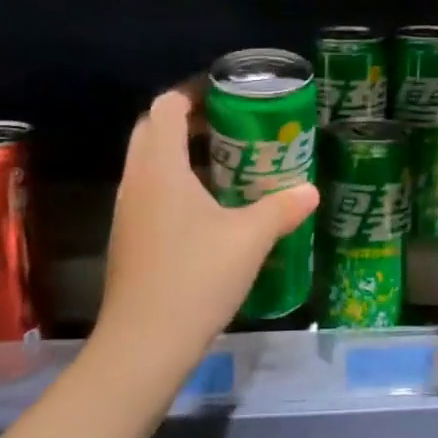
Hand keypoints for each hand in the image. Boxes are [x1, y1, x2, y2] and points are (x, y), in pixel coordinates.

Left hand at [95, 87, 319, 366]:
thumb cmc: (195, 278)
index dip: (194, 93)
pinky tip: (211, 210)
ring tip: (228, 163)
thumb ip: (281, 209)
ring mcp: (127, 212)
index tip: (228, 95)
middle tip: (232, 127)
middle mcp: (136, 181)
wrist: (144, 345)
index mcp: (159, 168)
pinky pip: (151, 193)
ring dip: (182, 154)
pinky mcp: (129, 239)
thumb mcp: (249, 240)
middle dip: (188, 121)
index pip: (166, 107)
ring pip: (150, 164)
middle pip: (153, 131)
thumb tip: (310, 190)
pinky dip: (177, 185)